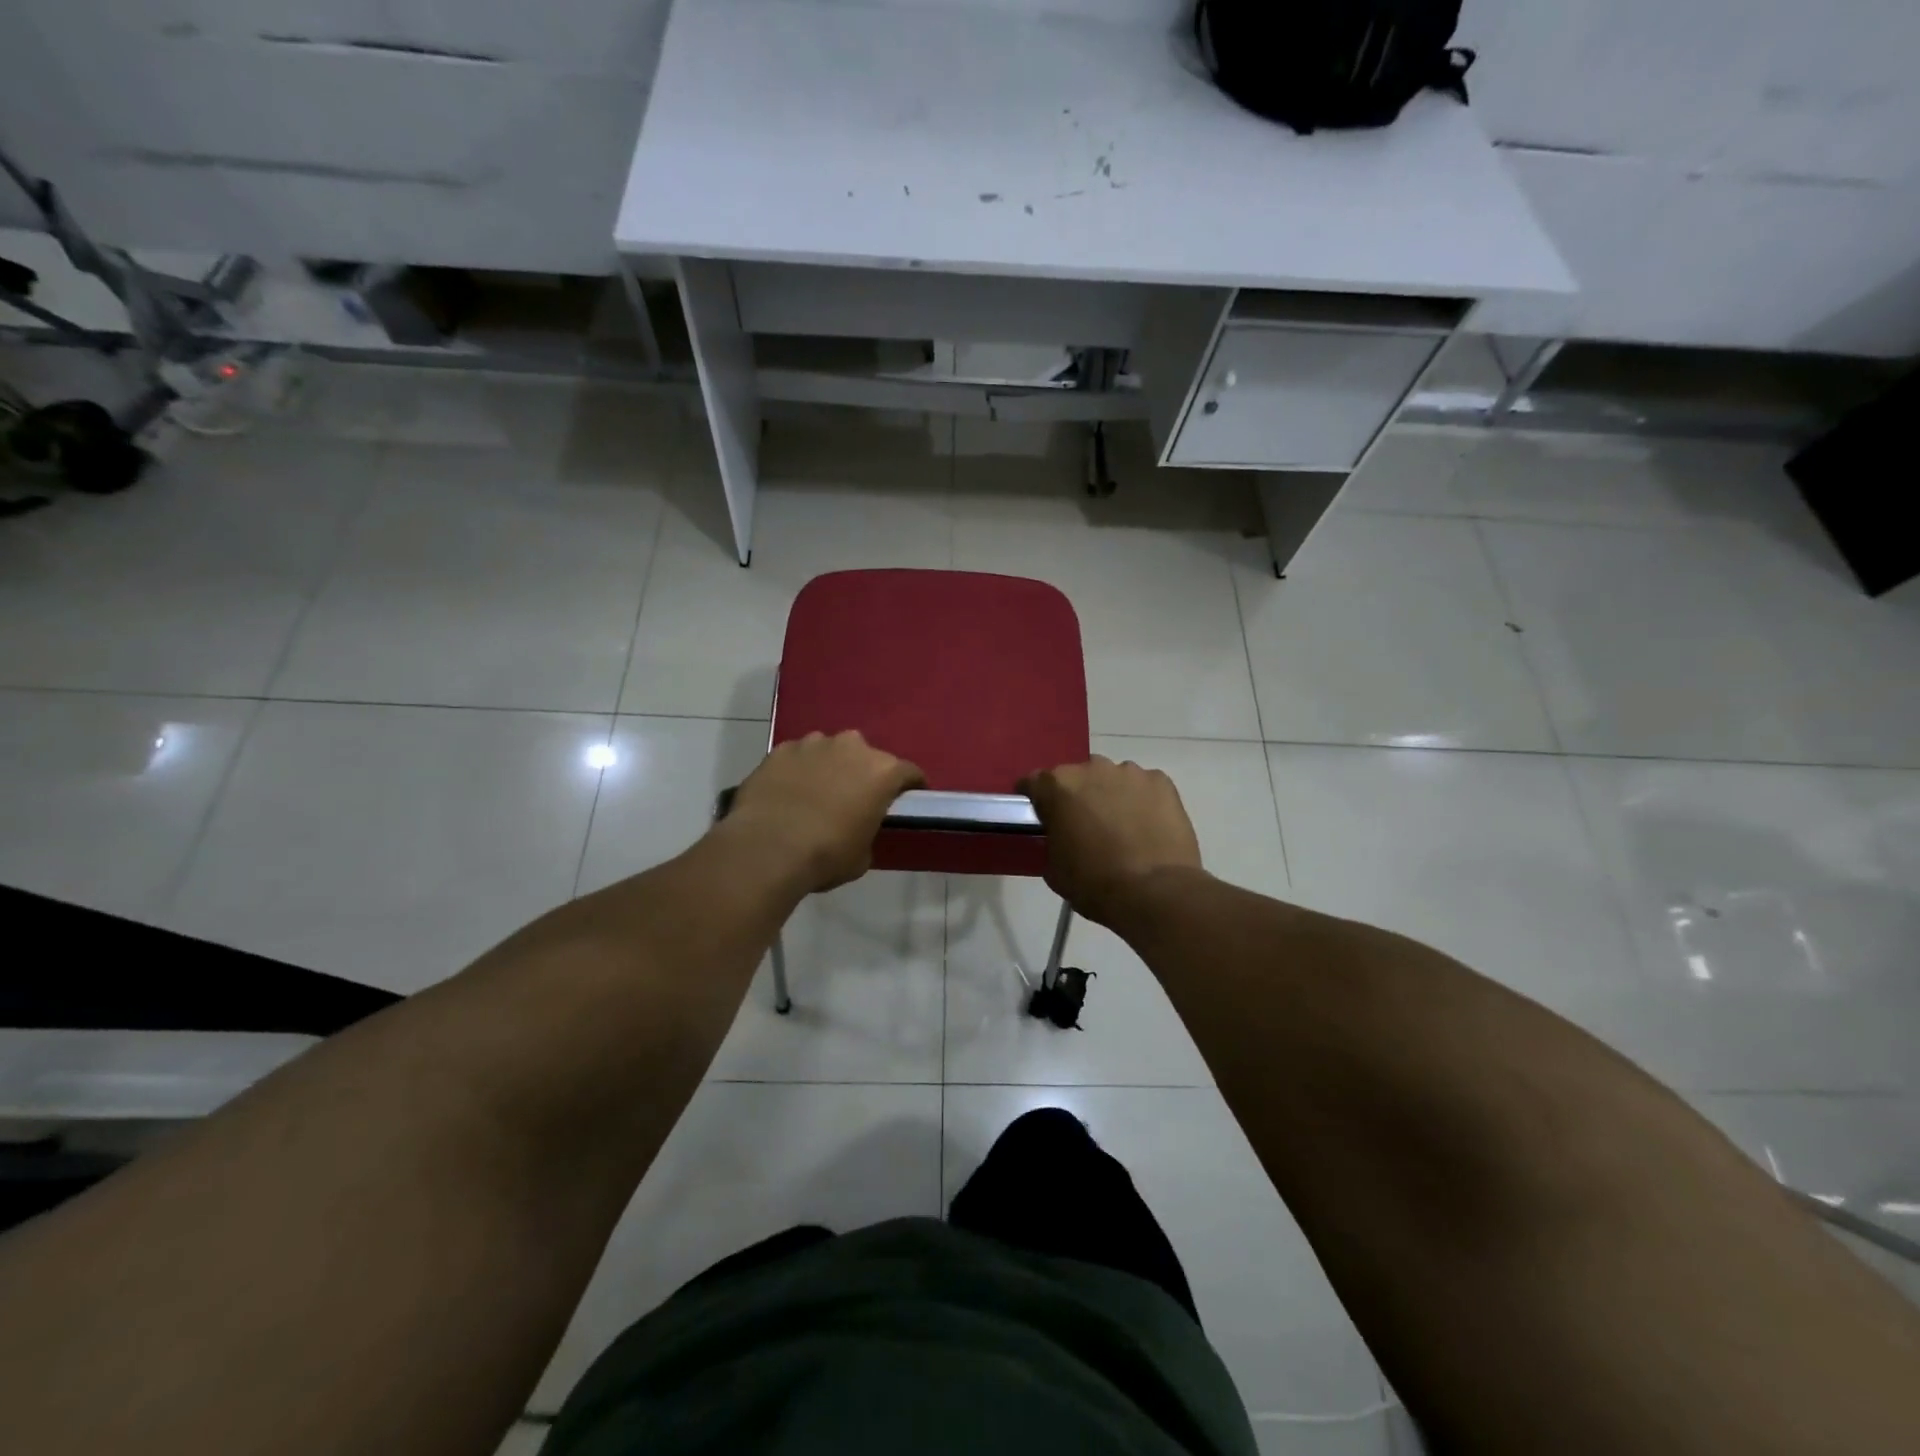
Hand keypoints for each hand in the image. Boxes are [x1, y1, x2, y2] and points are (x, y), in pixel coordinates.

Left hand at [724, 731, 924, 893]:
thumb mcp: (862, 855)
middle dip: (864, 773)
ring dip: (829, 766)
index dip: (910, 787)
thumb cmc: (826, 855)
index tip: (906, 799)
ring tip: (817, 793)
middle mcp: (852, 747)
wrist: (766, 849)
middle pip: (867, 756)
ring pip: (830, 750)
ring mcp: (813, 744)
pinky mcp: (780, 749)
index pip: (909, 772)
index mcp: (882, 771)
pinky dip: (798, 769)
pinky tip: (788, 791)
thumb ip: (868, 832)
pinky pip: (798, 756)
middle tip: (854, 798)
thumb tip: (857, 828)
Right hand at [1019, 757, 1202, 927]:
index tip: (1040, 815)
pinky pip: (1144, 787)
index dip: (1035, 799)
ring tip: (1121, 827)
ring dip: (1110, 796)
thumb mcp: (1053, 868)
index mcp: (1058, 786)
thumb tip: (1059, 835)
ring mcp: (1130, 772)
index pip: (1033, 782)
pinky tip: (1147, 827)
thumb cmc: (1095, 883)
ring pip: (1112, 779)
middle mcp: (1091, 768)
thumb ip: (1051, 840)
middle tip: (1084, 825)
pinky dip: (1142, 801)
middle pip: (1076, 777)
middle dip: (1077, 796)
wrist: (1155, 892)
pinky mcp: (1161, 782)